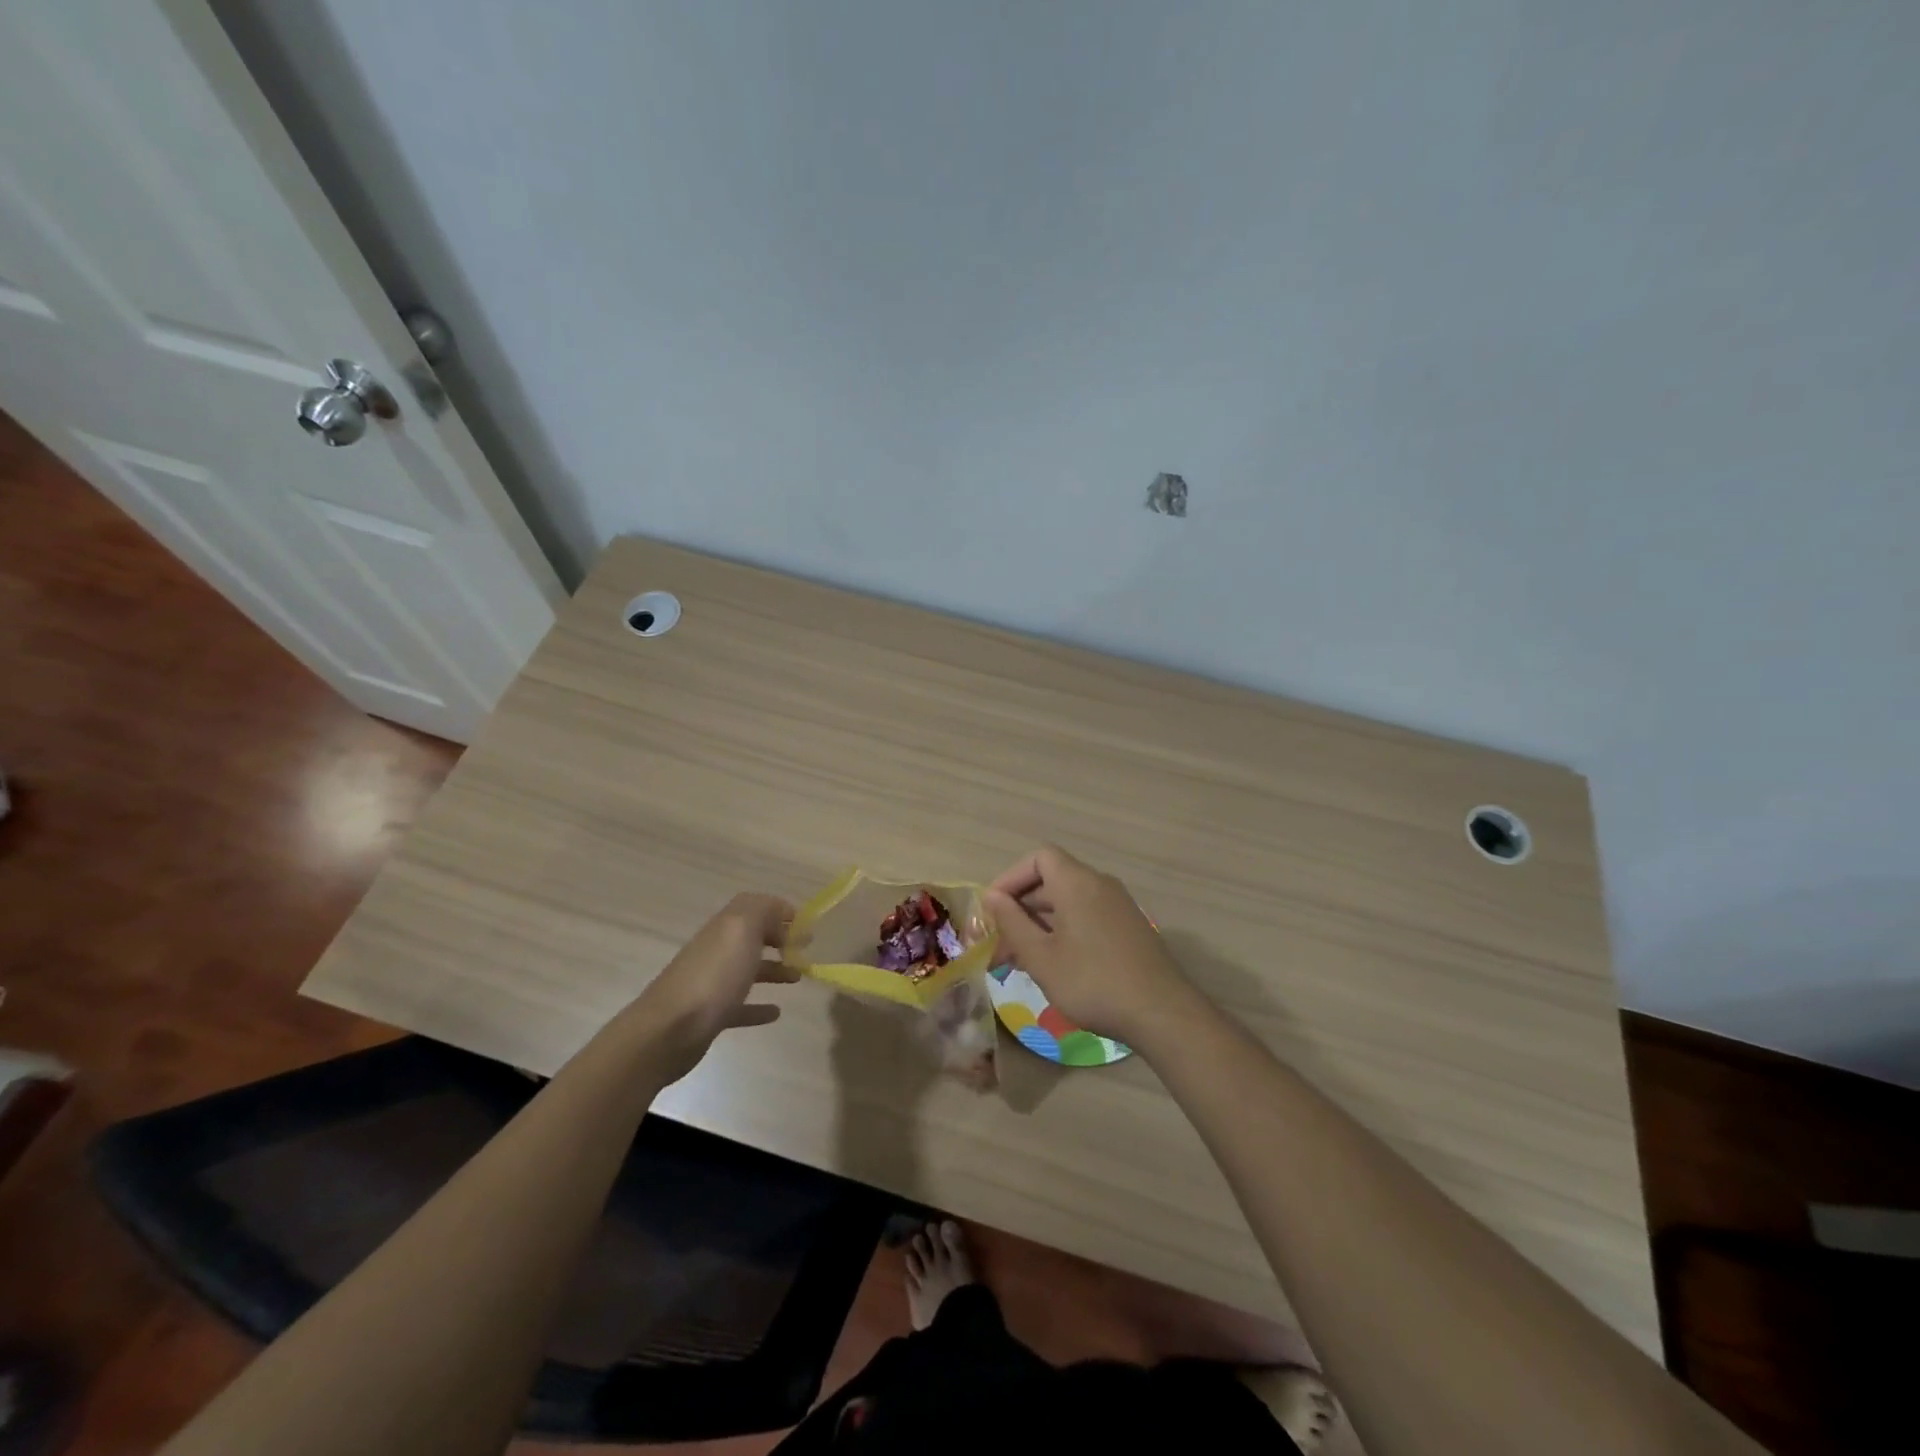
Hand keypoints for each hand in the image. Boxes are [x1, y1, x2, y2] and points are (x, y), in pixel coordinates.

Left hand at [630, 893, 797, 1082]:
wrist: (668, 1031)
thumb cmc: (713, 977)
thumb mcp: (742, 930)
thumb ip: (763, 911)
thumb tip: (780, 912)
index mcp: (725, 927)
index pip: (754, 906)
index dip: (779, 910)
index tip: (805, 925)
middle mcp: (717, 950)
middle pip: (752, 937)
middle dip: (779, 939)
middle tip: (804, 950)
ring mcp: (712, 983)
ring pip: (748, 970)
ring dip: (774, 970)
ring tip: (798, 977)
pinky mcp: (711, 1015)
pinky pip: (740, 1006)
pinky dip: (759, 1006)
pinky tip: (776, 1012)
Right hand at [983, 846, 1189, 1046]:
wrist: (1162, 1013)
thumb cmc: (1092, 982)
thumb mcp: (1041, 957)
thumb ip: (1012, 922)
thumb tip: (992, 897)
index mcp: (1077, 882)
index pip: (1038, 858)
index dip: (1011, 878)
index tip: (993, 910)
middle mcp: (1099, 884)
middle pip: (1052, 880)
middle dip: (1020, 908)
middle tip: (999, 944)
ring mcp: (1118, 906)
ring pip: (1068, 902)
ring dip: (1039, 924)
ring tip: (1019, 961)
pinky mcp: (1129, 928)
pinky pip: (1086, 916)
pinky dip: (1063, 931)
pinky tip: (1052, 966)